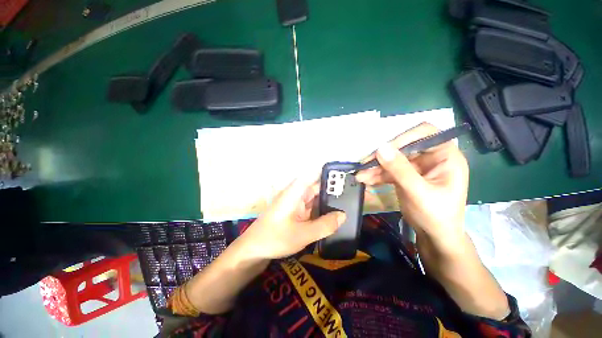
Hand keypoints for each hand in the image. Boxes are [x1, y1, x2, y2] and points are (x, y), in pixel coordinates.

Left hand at [240, 175, 345, 259]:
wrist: (253, 250)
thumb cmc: (275, 238)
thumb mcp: (303, 234)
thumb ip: (324, 225)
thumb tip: (343, 215)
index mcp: (295, 192)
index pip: (314, 174)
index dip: (329, 172)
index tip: (345, 174)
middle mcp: (296, 194)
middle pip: (317, 187)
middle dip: (333, 189)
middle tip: (353, 192)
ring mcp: (296, 204)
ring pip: (315, 198)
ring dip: (328, 200)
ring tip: (348, 202)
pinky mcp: (296, 213)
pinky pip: (312, 208)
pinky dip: (322, 210)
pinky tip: (334, 214)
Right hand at [355, 123, 468, 250]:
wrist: (435, 236)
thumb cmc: (436, 215)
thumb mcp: (418, 192)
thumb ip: (400, 170)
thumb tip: (381, 148)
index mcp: (445, 155)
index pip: (424, 133)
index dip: (403, 137)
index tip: (383, 149)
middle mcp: (431, 157)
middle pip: (402, 147)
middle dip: (382, 156)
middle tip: (364, 164)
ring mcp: (416, 167)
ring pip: (392, 159)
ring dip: (376, 167)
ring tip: (360, 176)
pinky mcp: (405, 176)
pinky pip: (388, 170)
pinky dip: (377, 175)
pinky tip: (365, 180)